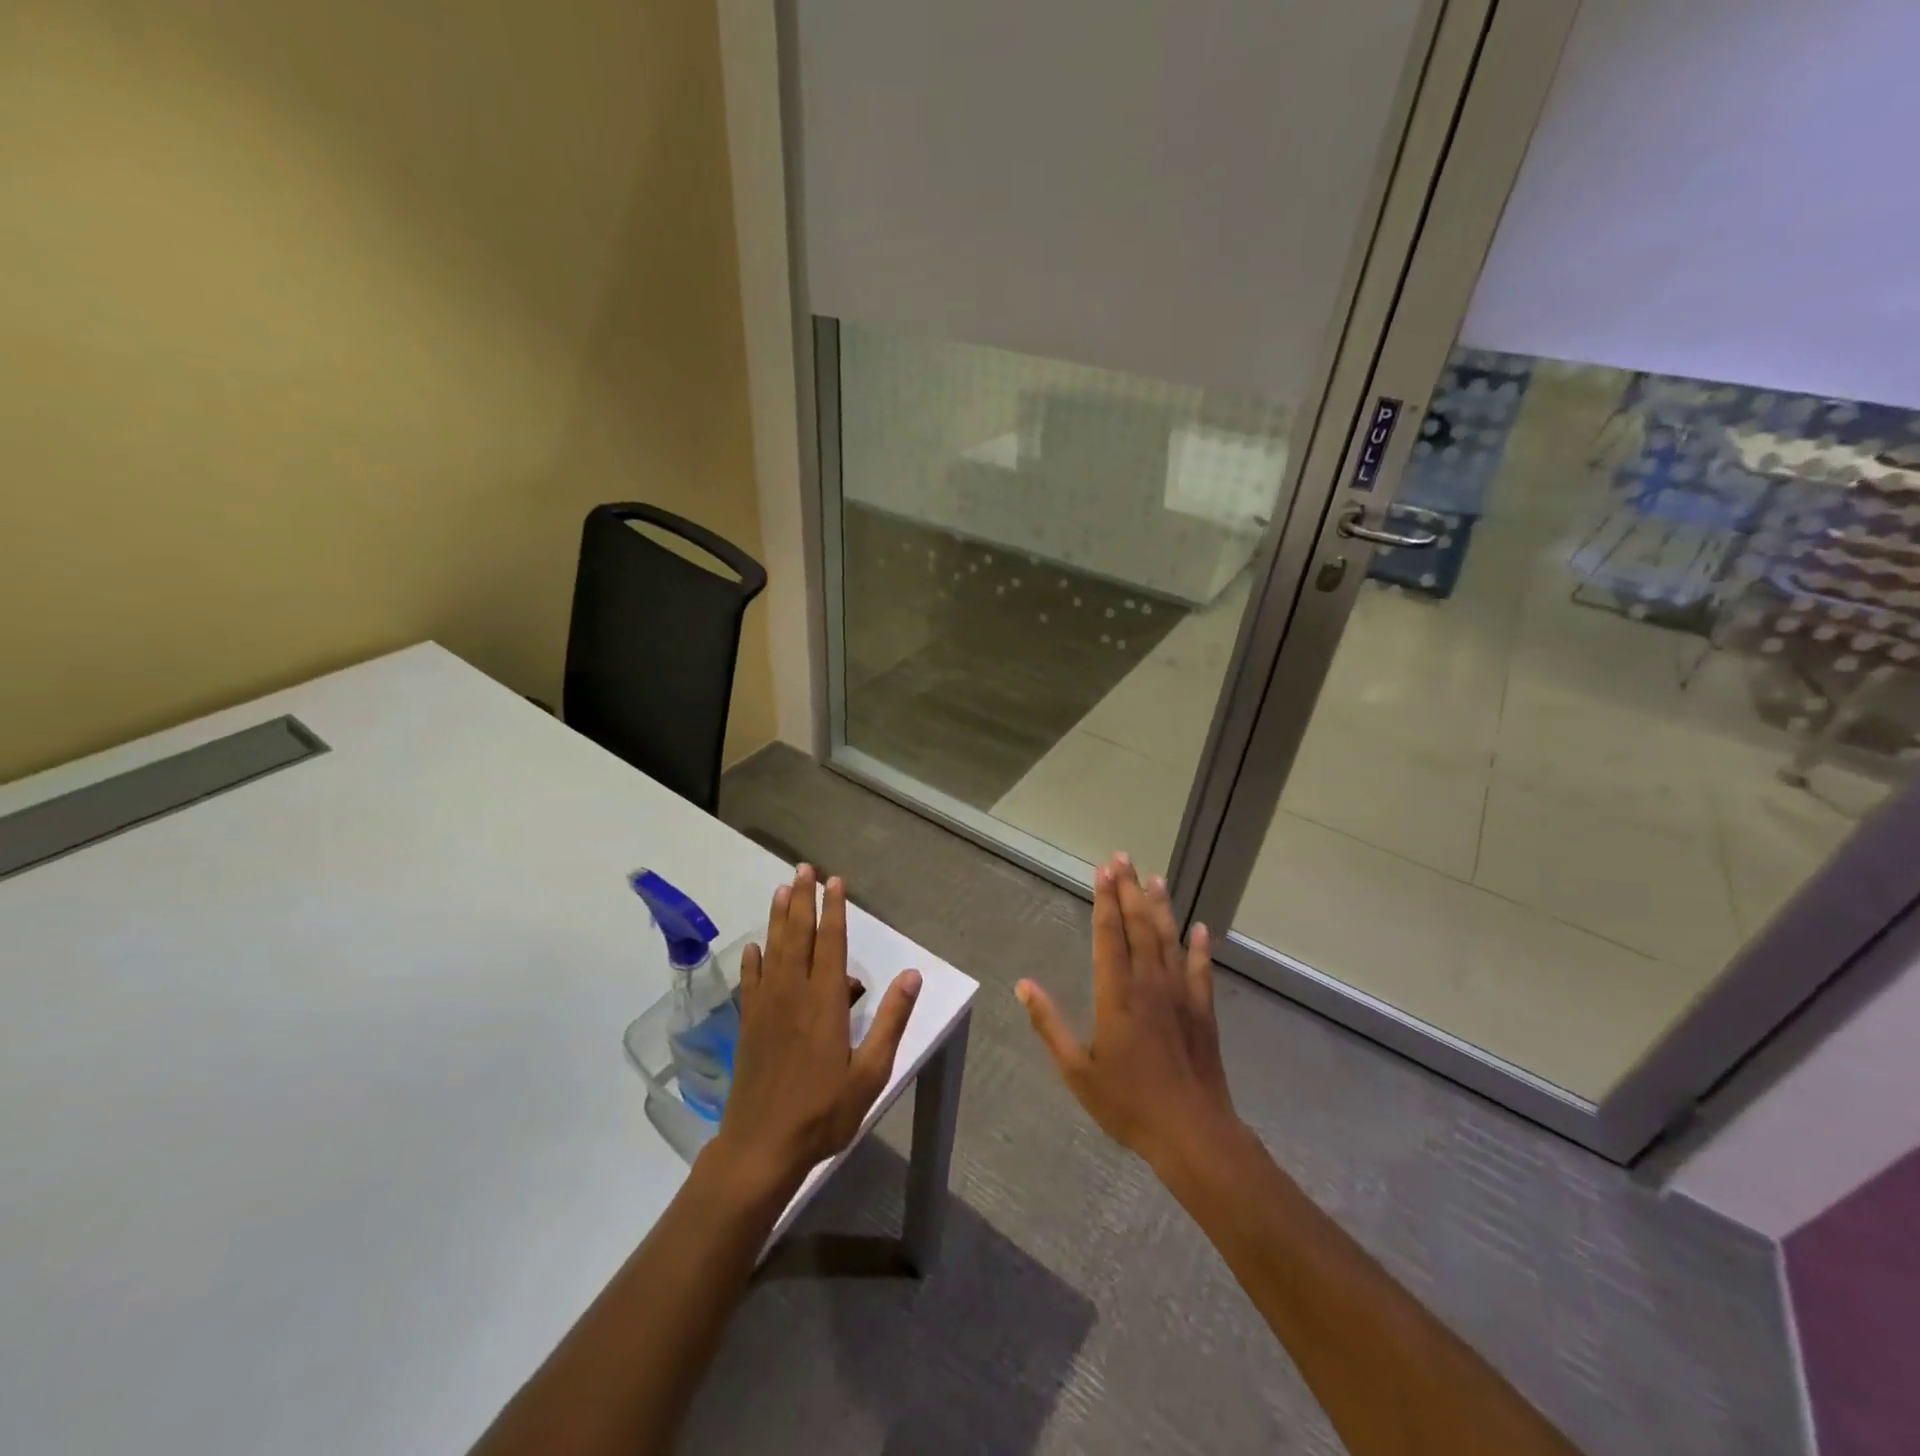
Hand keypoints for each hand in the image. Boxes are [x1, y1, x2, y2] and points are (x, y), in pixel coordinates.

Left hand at [711, 865, 920, 1195]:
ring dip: (777, 919)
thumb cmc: (824, 1112)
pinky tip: (752, 948)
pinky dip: (752, 961)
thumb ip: (891, 1020)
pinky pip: (750, 983)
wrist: (761, 1147)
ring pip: (773, 951)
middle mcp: (794, 995)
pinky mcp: (748, 1026)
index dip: (834, 910)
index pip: (832, 944)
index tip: (833, 882)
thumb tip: (912, 975)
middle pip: (798, 937)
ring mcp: (766, 1008)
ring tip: (780, 890)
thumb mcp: (871, 1072)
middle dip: (801, 900)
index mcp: (826, 1003)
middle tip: (802, 869)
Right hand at [1017, 854, 1238, 1171]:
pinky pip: (1201, 970)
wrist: (1192, 1133)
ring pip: (1169, 939)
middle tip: (1123, 858)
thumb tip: (1024, 985)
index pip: (1109, 934)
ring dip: (1161, 907)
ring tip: (1156, 878)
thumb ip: (1049, 1023)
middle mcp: (1149, 983)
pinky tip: (1200, 928)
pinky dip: (1200, 947)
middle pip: (1139, 925)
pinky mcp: (1203, 1011)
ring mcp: (1180, 994)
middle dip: (1129, 890)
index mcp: (1116, 993)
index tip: (1103, 870)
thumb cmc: (1128, 1103)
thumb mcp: (1077, 1070)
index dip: (1105, 899)